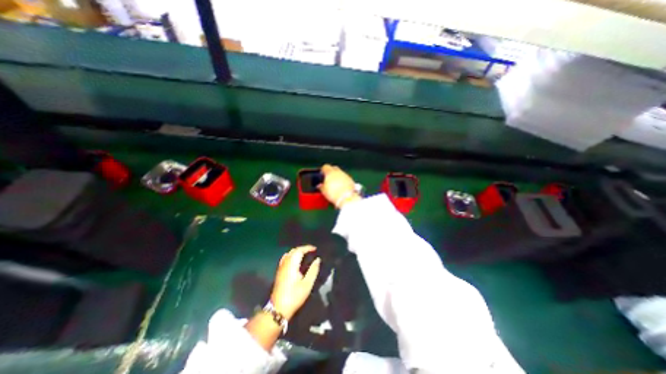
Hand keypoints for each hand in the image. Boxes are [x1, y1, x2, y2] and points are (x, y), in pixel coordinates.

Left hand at [272, 246, 321, 317]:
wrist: (278, 308)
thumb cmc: (294, 296)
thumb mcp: (307, 284)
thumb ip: (313, 270)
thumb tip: (318, 259)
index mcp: (292, 264)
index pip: (299, 250)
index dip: (307, 248)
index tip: (315, 249)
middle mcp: (285, 263)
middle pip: (294, 251)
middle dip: (303, 249)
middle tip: (311, 251)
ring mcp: (281, 267)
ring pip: (289, 254)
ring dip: (297, 251)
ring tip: (305, 254)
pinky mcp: (279, 272)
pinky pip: (286, 258)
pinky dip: (292, 255)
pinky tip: (296, 261)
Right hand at [320, 164, 361, 208]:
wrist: (347, 198)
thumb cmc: (334, 193)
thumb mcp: (324, 191)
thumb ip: (321, 187)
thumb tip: (319, 186)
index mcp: (330, 172)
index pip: (325, 167)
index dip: (323, 170)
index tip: (322, 174)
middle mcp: (338, 172)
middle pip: (334, 168)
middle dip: (331, 172)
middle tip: (328, 178)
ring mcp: (345, 175)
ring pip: (340, 173)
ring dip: (338, 176)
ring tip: (335, 184)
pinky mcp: (351, 180)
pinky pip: (345, 178)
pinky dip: (343, 181)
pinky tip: (341, 187)